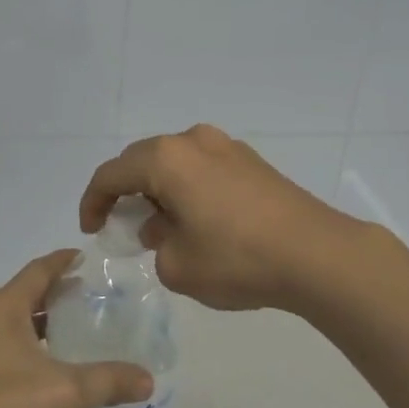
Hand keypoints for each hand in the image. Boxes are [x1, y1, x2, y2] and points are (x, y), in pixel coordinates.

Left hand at [0, 252, 153, 407]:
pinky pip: (0, 351)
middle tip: (89, 299)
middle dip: (55, 296)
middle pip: (24, 296)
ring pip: (11, 326)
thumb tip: (148, 380)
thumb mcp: (64, 393)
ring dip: (39, 327)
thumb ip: (108, 382)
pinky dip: (25, 351)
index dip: (63, 261)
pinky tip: (44, 375)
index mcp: (3, 308)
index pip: (38, 270)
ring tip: (72, 336)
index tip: (85, 256)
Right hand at [81, 124, 369, 314]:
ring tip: (163, 228)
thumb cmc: (237, 259)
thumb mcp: (177, 266)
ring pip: (176, 163)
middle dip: (127, 192)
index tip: (92, 229)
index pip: (112, 173)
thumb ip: (156, 245)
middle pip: (143, 161)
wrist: (316, 254)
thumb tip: (165, 228)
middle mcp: (193, 141)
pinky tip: (199, 222)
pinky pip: (204, 169)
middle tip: (123, 225)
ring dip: (161, 191)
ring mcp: (227, 147)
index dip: (93, 201)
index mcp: (166, 159)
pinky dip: (190, 190)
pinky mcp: (252, 162)